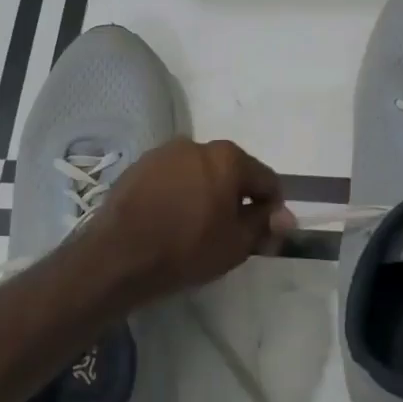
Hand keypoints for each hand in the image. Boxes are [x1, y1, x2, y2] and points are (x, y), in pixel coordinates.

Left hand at [92, 139, 294, 301]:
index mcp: (227, 157)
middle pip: (230, 171)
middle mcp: (196, 145)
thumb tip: (284, 216)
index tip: (266, 232)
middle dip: (236, 197)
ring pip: (198, 173)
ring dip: (205, 193)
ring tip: (197, 227)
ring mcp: (163, 153)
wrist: (118, 256)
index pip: (265, 179)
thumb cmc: (186, 249)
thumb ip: (263, 225)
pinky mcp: (138, 167)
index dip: (272, 207)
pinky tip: (170, 221)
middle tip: (231, 232)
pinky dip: (178, 194)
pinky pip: (171, 179)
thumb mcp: (236, 244)